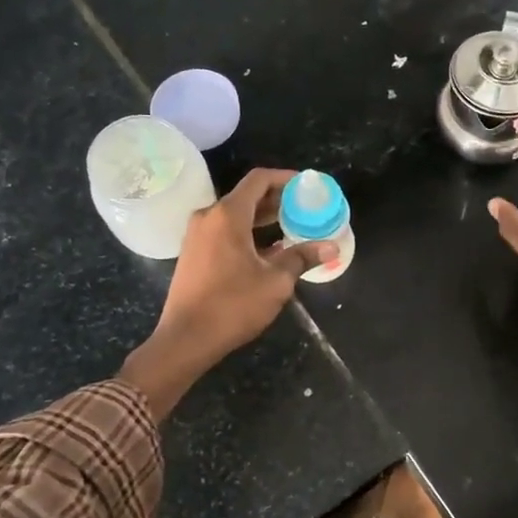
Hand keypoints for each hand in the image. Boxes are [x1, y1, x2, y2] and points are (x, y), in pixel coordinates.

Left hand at [121, 169, 335, 416]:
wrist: (186, 339)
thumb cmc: (232, 306)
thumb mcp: (275, 282)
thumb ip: (302, 258)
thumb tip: (331, 247)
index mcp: (228, 215)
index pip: (259, 180)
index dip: (285, 178)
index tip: (307, 185)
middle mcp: (209, 217)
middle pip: (247, 196)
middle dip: (277, 200)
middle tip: (305, 208)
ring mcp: (197, 235)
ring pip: (235, 215)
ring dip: (263, 219)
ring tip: (293, 228)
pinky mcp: (194, 253)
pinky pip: (224, 231)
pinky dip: (247, 233)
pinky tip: (269, 250)